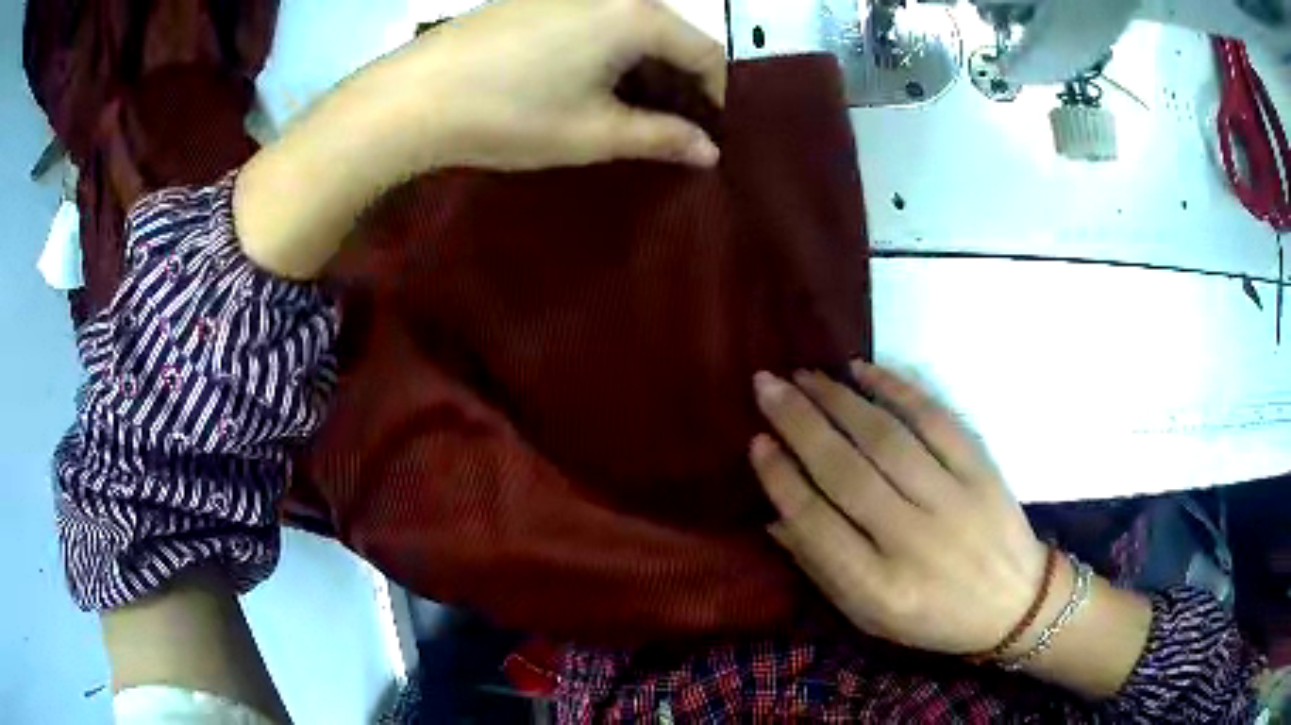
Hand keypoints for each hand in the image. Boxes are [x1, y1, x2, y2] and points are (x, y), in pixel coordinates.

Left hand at [364, 0, 725, 172]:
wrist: (414, 96)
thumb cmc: (513, 115)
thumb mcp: (594, 134)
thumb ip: (661, 138)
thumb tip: (709, 151)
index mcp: (636, 17)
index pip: (705, 52)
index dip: (714, 96)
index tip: (701, 133)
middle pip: (668, 35)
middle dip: (676, 82)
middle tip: (663, 128)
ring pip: (629, 28)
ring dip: (640, 68)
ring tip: (621, 111)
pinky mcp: (534, 0)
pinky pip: (592, 22)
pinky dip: (604, 52)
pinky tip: (579, 84)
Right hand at [748, 362, 1048, 655]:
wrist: (1015, 604)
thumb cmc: (934, 618)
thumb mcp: (870, 616)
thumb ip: (822, 568)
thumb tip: (776, 515)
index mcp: (879, 587)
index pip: (815, 523)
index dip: (781, 478)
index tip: (756, 441)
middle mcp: (912, 540)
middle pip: (845, 471)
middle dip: (799, 423)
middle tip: (767, 386)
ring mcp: (952, 499)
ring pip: (885, 438)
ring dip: (839, 400)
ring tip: (804, 376)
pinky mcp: (980, 469)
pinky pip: (935, 419)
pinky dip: (897, 388)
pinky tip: (863, 370)